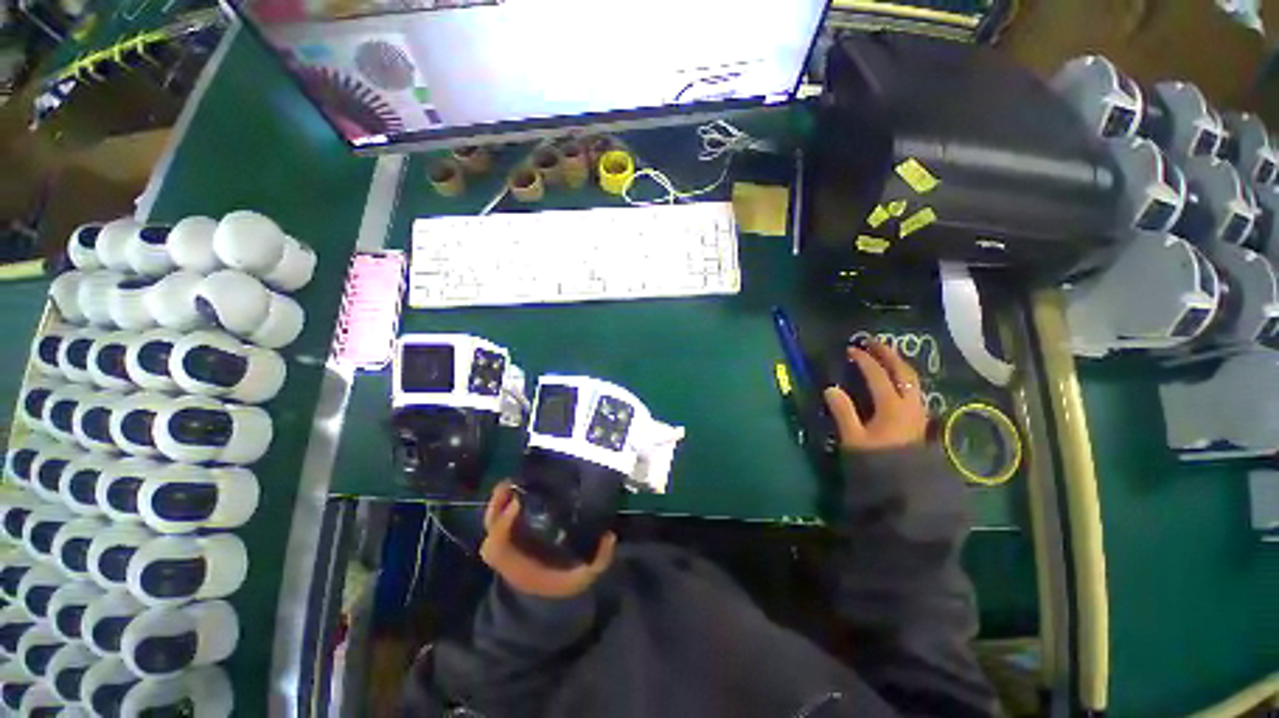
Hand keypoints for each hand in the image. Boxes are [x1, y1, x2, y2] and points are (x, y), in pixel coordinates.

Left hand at [480, 481, 616, 598]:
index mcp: (518, 566)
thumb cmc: (562, 585)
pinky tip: (517, 489)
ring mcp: (507, 545)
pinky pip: (499, 520)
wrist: (545, 601)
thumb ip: (598, 561)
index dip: (503, 524)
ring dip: (498, 501)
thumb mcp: (582, 578)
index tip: (518, 503)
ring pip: (492, 522)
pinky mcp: (511, 538)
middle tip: (511, 483)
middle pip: (490, 529)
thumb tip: (610, 535)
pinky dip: (503, 504)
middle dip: (496, 506)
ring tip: (512, 480)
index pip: (498, 545)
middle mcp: (507, 554)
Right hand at [823, 341, 927, 450]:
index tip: (851, 349)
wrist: (904, 487)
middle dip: (888, 354)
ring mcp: (917, 412)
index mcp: (892, 407)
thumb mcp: (853, 438)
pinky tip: (894, 379)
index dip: (864, 360)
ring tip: (884, 355)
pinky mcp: (918, 420)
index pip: (878, 375)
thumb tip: (830, 388)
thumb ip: (843, 412)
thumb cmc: (876, 461)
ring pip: (912, 380)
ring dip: (898, 364)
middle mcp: (909, 405)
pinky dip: (902, 377)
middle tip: (873, 342)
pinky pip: (913, 390)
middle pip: (903, 372)